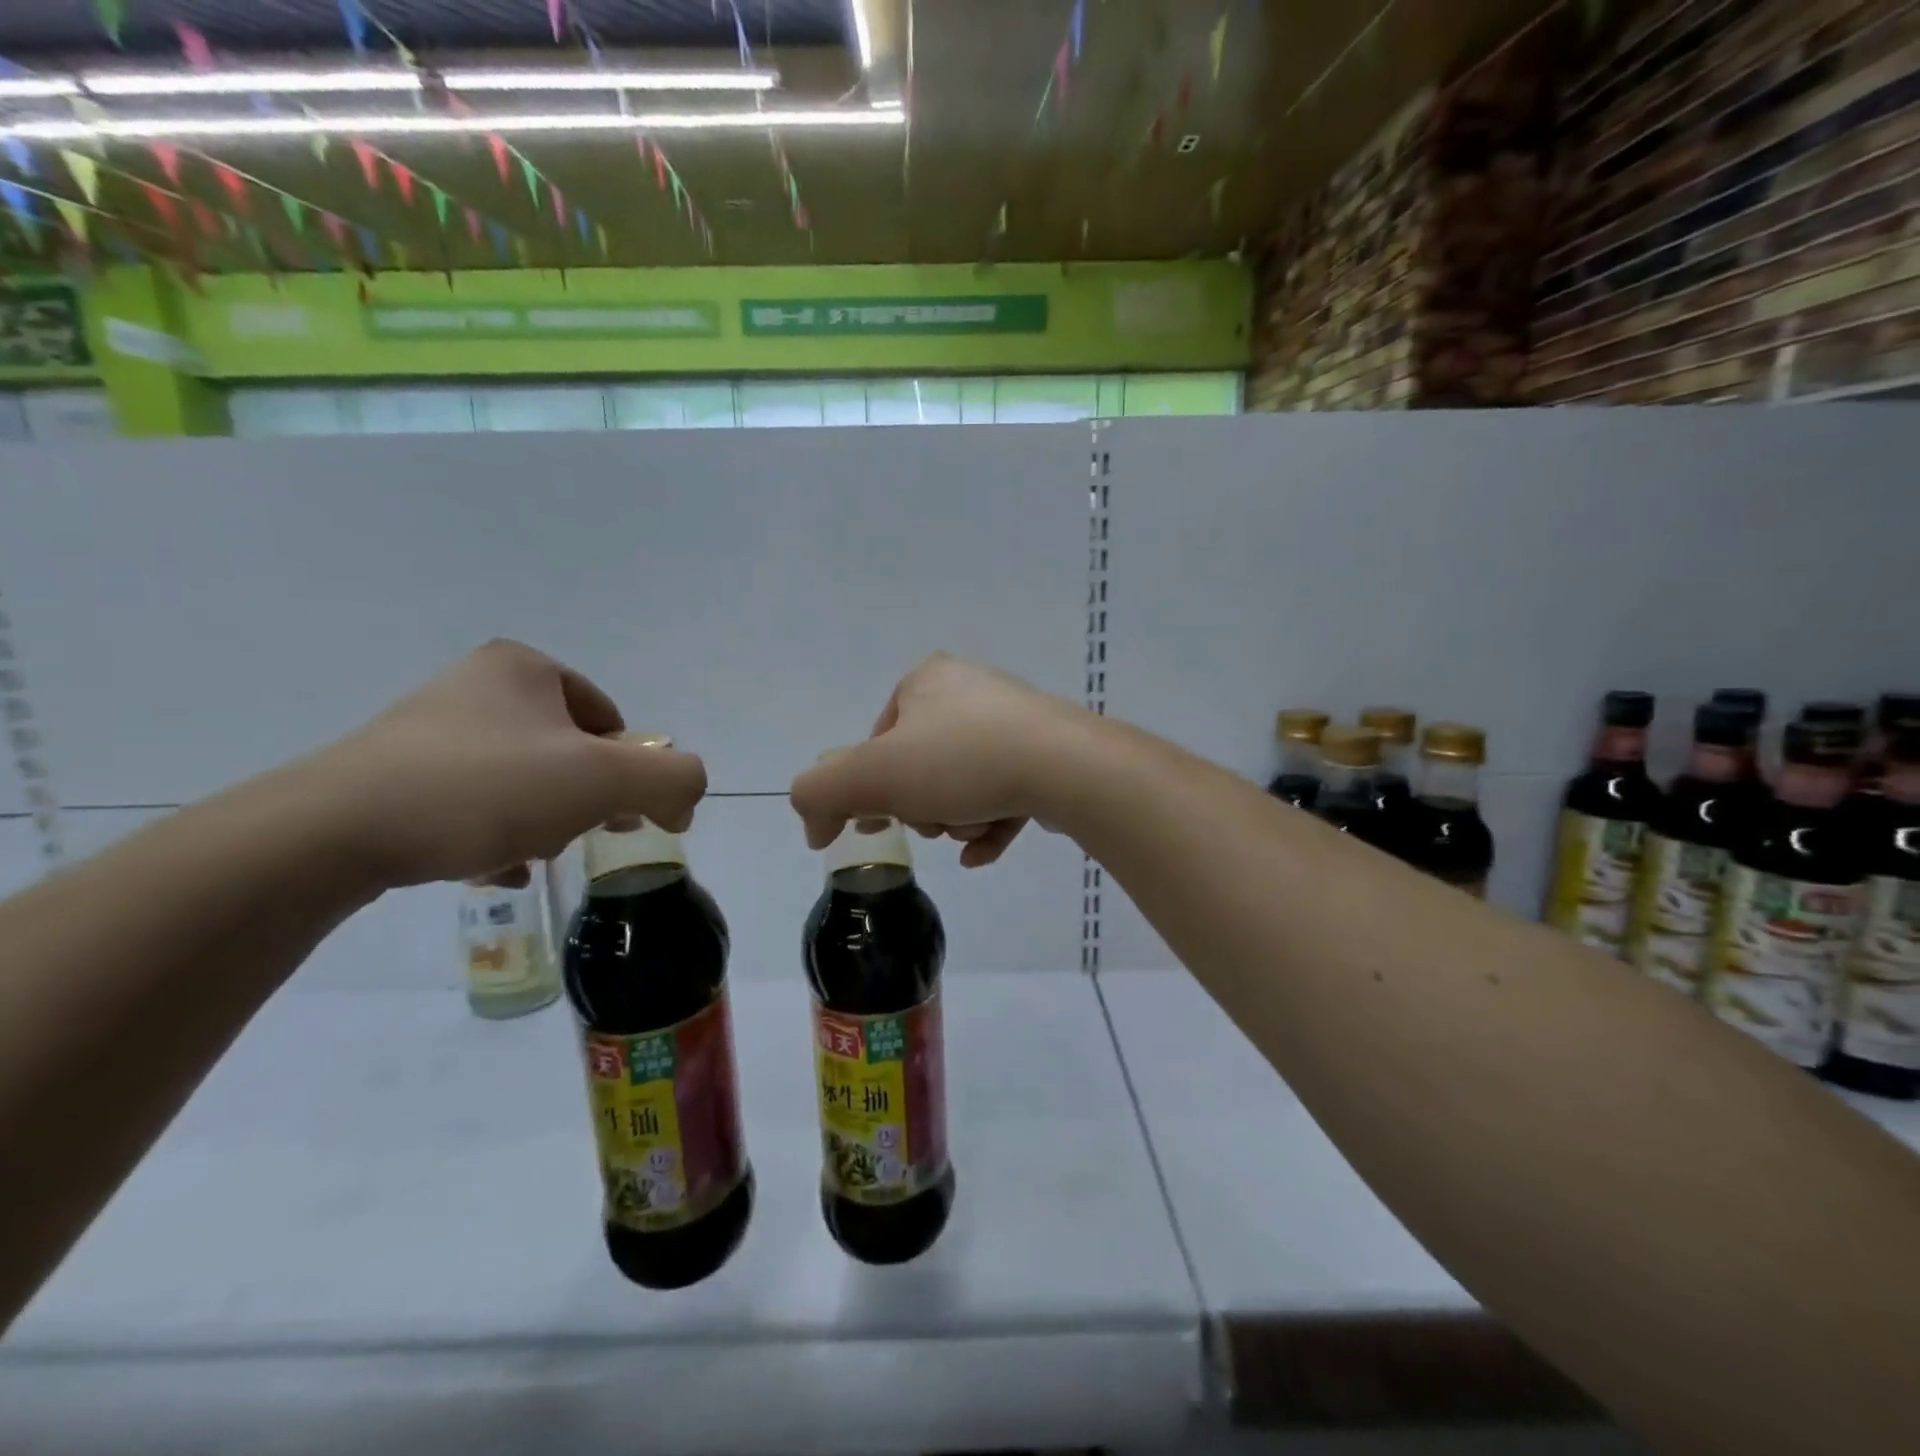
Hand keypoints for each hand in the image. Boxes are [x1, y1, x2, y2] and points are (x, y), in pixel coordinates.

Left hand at [305, 639, 706, 889]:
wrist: (330, 833)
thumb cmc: (485, 788)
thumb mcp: (605, 780)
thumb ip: (673, 779)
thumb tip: (685, 798)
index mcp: (526, 668)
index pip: (610, 722)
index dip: (626, 772)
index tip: (618, 816)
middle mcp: (477, 686)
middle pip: (568, 753)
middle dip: (582, 800)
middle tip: (572, 836)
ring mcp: (430, 729)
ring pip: (523, 782)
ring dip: (542, 823)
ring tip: (523, 855)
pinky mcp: (392, 773)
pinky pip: (474, 802)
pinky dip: (494, 834)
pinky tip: (486, 866)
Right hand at [789, 654, 1088, 867]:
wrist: (1062, 766)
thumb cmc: (959, 761)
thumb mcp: (870, 776)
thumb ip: (820, 793)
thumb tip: (815, 825)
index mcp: (926, 680)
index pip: (876, 742)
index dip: (870, 787)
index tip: (879, 820)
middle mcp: (970, 690)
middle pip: (920, 767)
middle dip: (922, 807)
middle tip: (935, 819)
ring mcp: (1014, 720)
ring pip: (963, 785)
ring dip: (958, 819)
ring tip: (974, 827)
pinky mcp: (1048, 752)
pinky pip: (1004, 794)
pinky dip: (990, 826)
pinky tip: (984, 851)